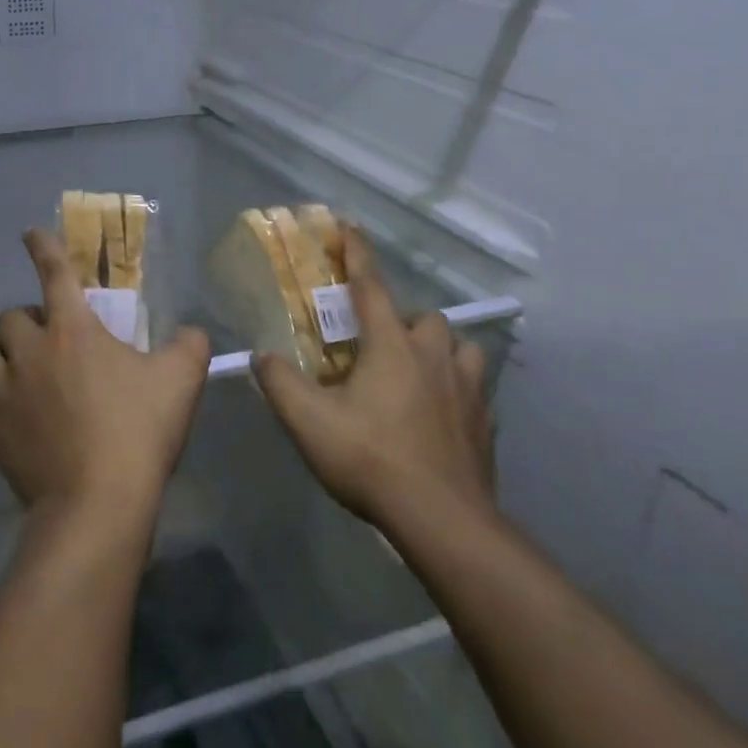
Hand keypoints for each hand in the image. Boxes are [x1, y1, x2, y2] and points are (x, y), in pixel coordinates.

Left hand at [0, 230, 211, 522]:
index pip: (53, 273)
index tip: (29, 234)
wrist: (96, 503)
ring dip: (1, 357)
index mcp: (72, 329)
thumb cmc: (138, 431)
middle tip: (51, 340)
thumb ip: (189, 345)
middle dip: (28, 320)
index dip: (43, 248)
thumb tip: (191, 333)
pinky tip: (13, 416)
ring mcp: (4, 392)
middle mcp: (29, 351)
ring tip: (22, 372)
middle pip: (10, 316)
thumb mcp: (181, 380)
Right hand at [253, 227, 494, 534]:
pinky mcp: (486, 425)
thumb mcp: (308, 421)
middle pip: (424, 318)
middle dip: (403, 322)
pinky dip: (457, 393)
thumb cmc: (371, 459)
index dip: (356, 254)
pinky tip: (441, 417)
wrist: (442, 521)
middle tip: (379, 347)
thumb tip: (261, 355)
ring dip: (440, 352)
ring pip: (460, 349)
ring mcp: (467, 390)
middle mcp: (434, 356)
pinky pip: (475, 392)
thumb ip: (279, 382)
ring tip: (418, 375)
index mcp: (391, 345)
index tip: (349, 226)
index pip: (370, 286)